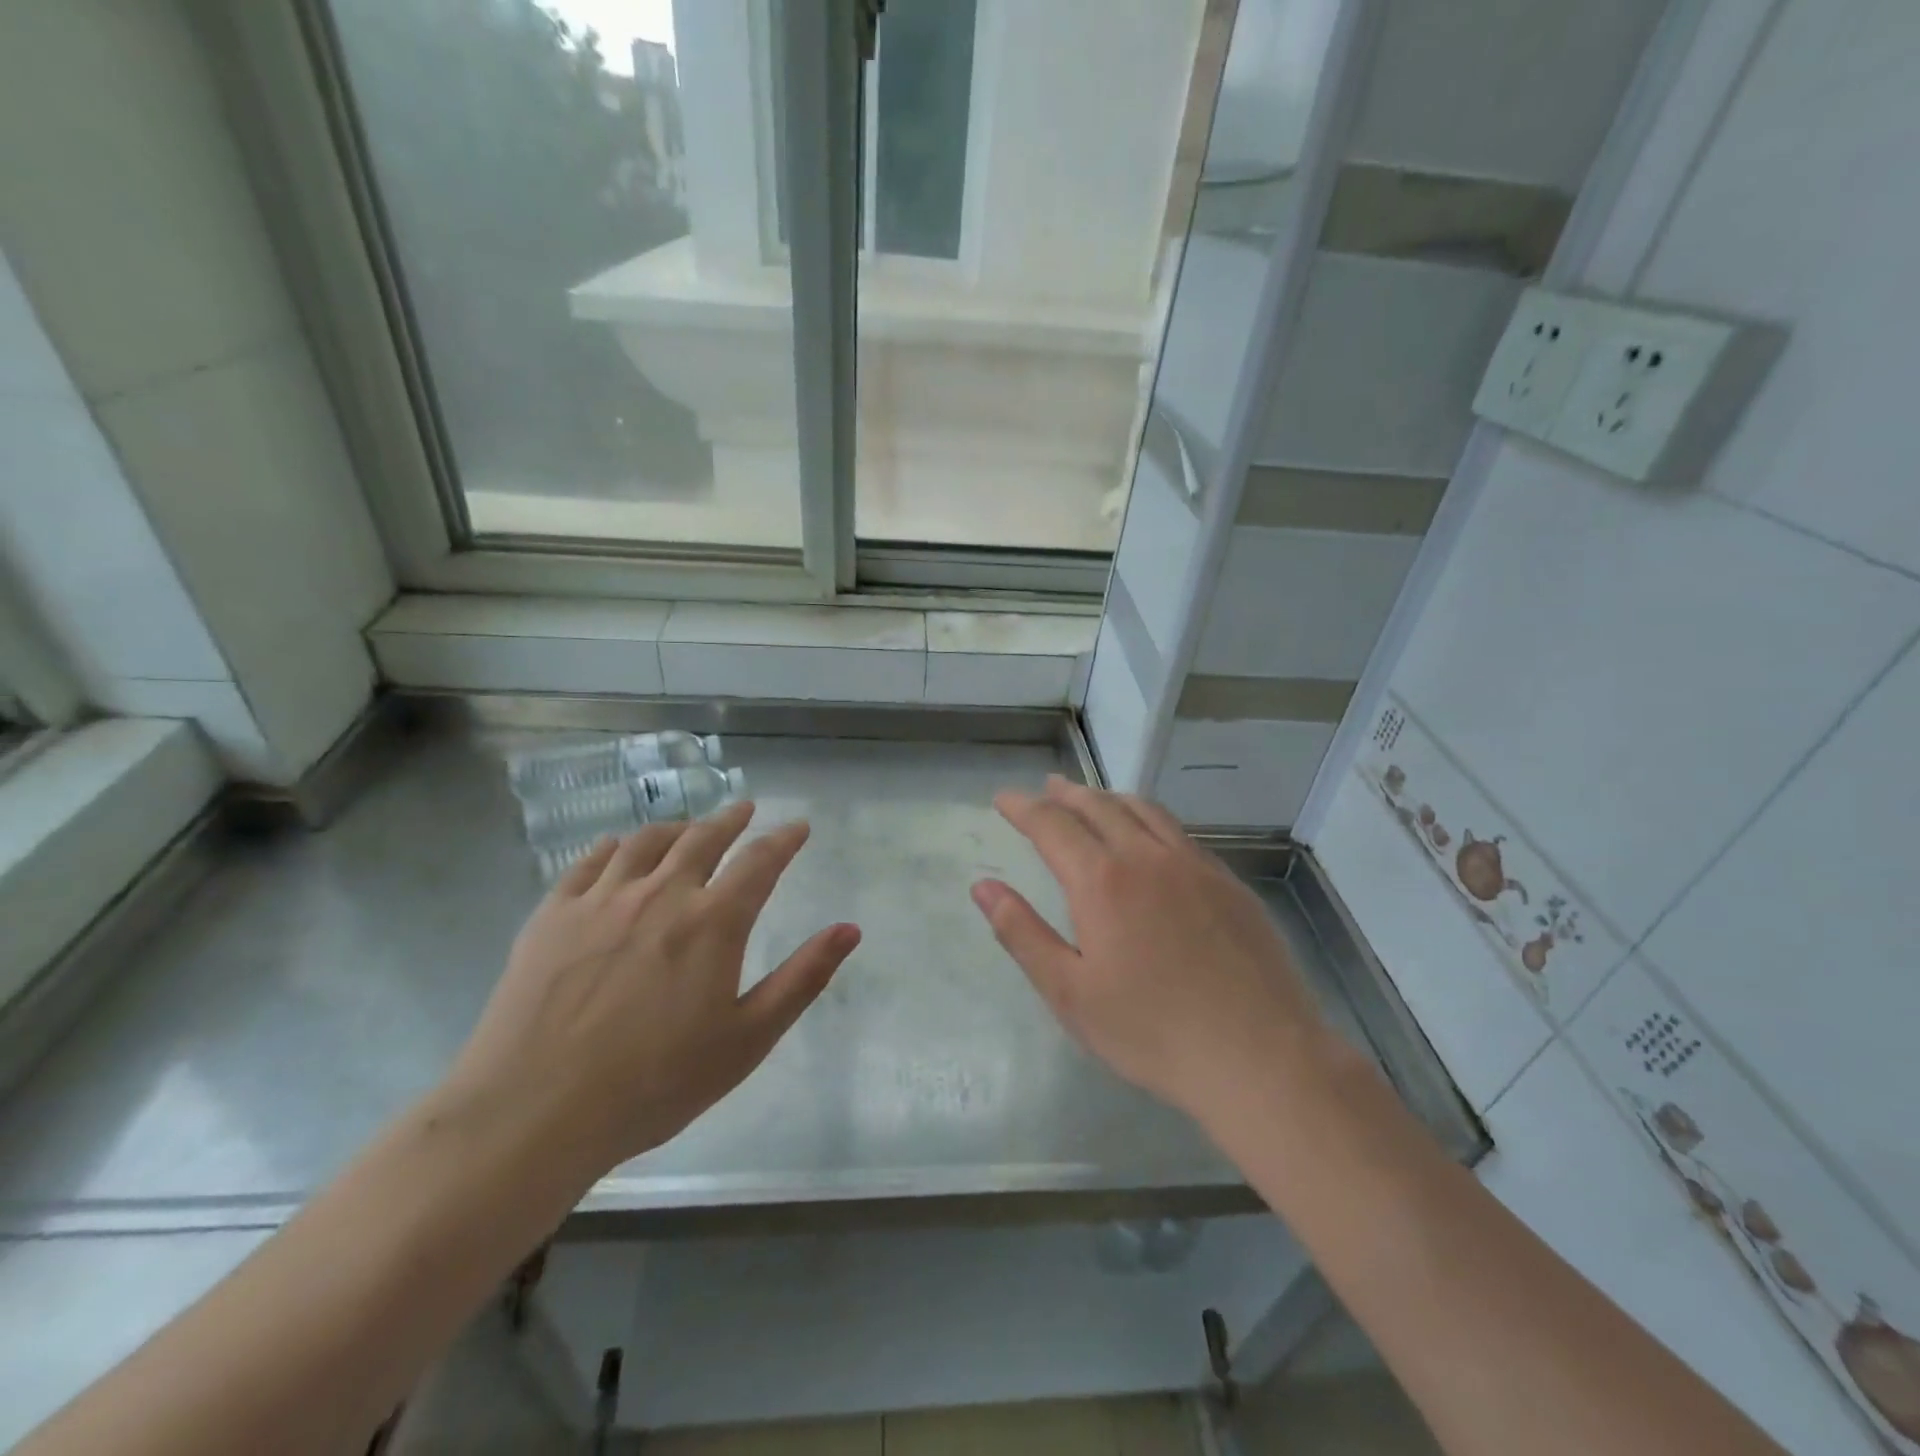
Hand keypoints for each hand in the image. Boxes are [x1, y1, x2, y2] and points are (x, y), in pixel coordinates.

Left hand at [444, 802, 859, 1180]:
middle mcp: (661, 893)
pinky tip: (619, 848)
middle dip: (731, 820)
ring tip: (689, 827)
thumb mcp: (748, 1039)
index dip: (784, 839)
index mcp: (713, 922)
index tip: (798, 827)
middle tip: (745, 810)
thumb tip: (850, 928)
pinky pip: (589, 861)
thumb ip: (803, 977)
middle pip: (703, 838)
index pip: (760, 861)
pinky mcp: (552, 914)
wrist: (532, 1113)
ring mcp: (601, 899)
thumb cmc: (655, 1083)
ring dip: (678, 827)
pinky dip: (615, 846)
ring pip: (647, 841)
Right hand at [972, 777, 1332, 1128]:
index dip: (1022, 807)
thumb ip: (1022, 933)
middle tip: (1045, 788)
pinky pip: (1180, 834)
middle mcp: (1147, 857)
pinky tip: (1151, 837)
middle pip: (1099, 806)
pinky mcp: (1230, 883)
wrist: (1261, 1058)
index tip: (1003, 799)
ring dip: (1110, 798)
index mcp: (1102, 881)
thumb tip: (982, 887)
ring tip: (1092, 798)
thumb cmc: (1152, 1032)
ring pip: (1145, 811)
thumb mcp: (1070, 993)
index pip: (1051, 824)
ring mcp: (1195, 865)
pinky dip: (1150, 820)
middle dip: (1065, 794)